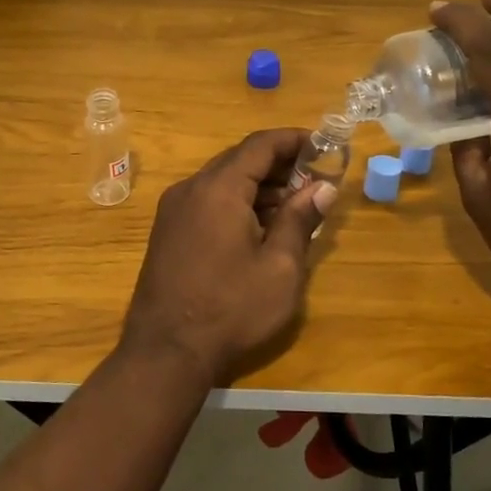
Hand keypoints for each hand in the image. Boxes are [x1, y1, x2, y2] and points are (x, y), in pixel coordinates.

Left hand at [120, 129, 336, 384]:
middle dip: (280, 164)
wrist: (166, 351)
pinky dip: (238, 203)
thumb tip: (322, 188)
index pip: (260, 145)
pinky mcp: (168, 231)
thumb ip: (300, 220)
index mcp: (219, 189)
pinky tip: (261, 227)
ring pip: (223, 181)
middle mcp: (191, 189)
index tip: (324, 144)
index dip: (294, 139)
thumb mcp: (280, 268)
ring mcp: (174, 210)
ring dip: (259, 186)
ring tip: (295, 206)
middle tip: (315, 179)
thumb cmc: (231, 309)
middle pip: (239, 160)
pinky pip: (208, 201)